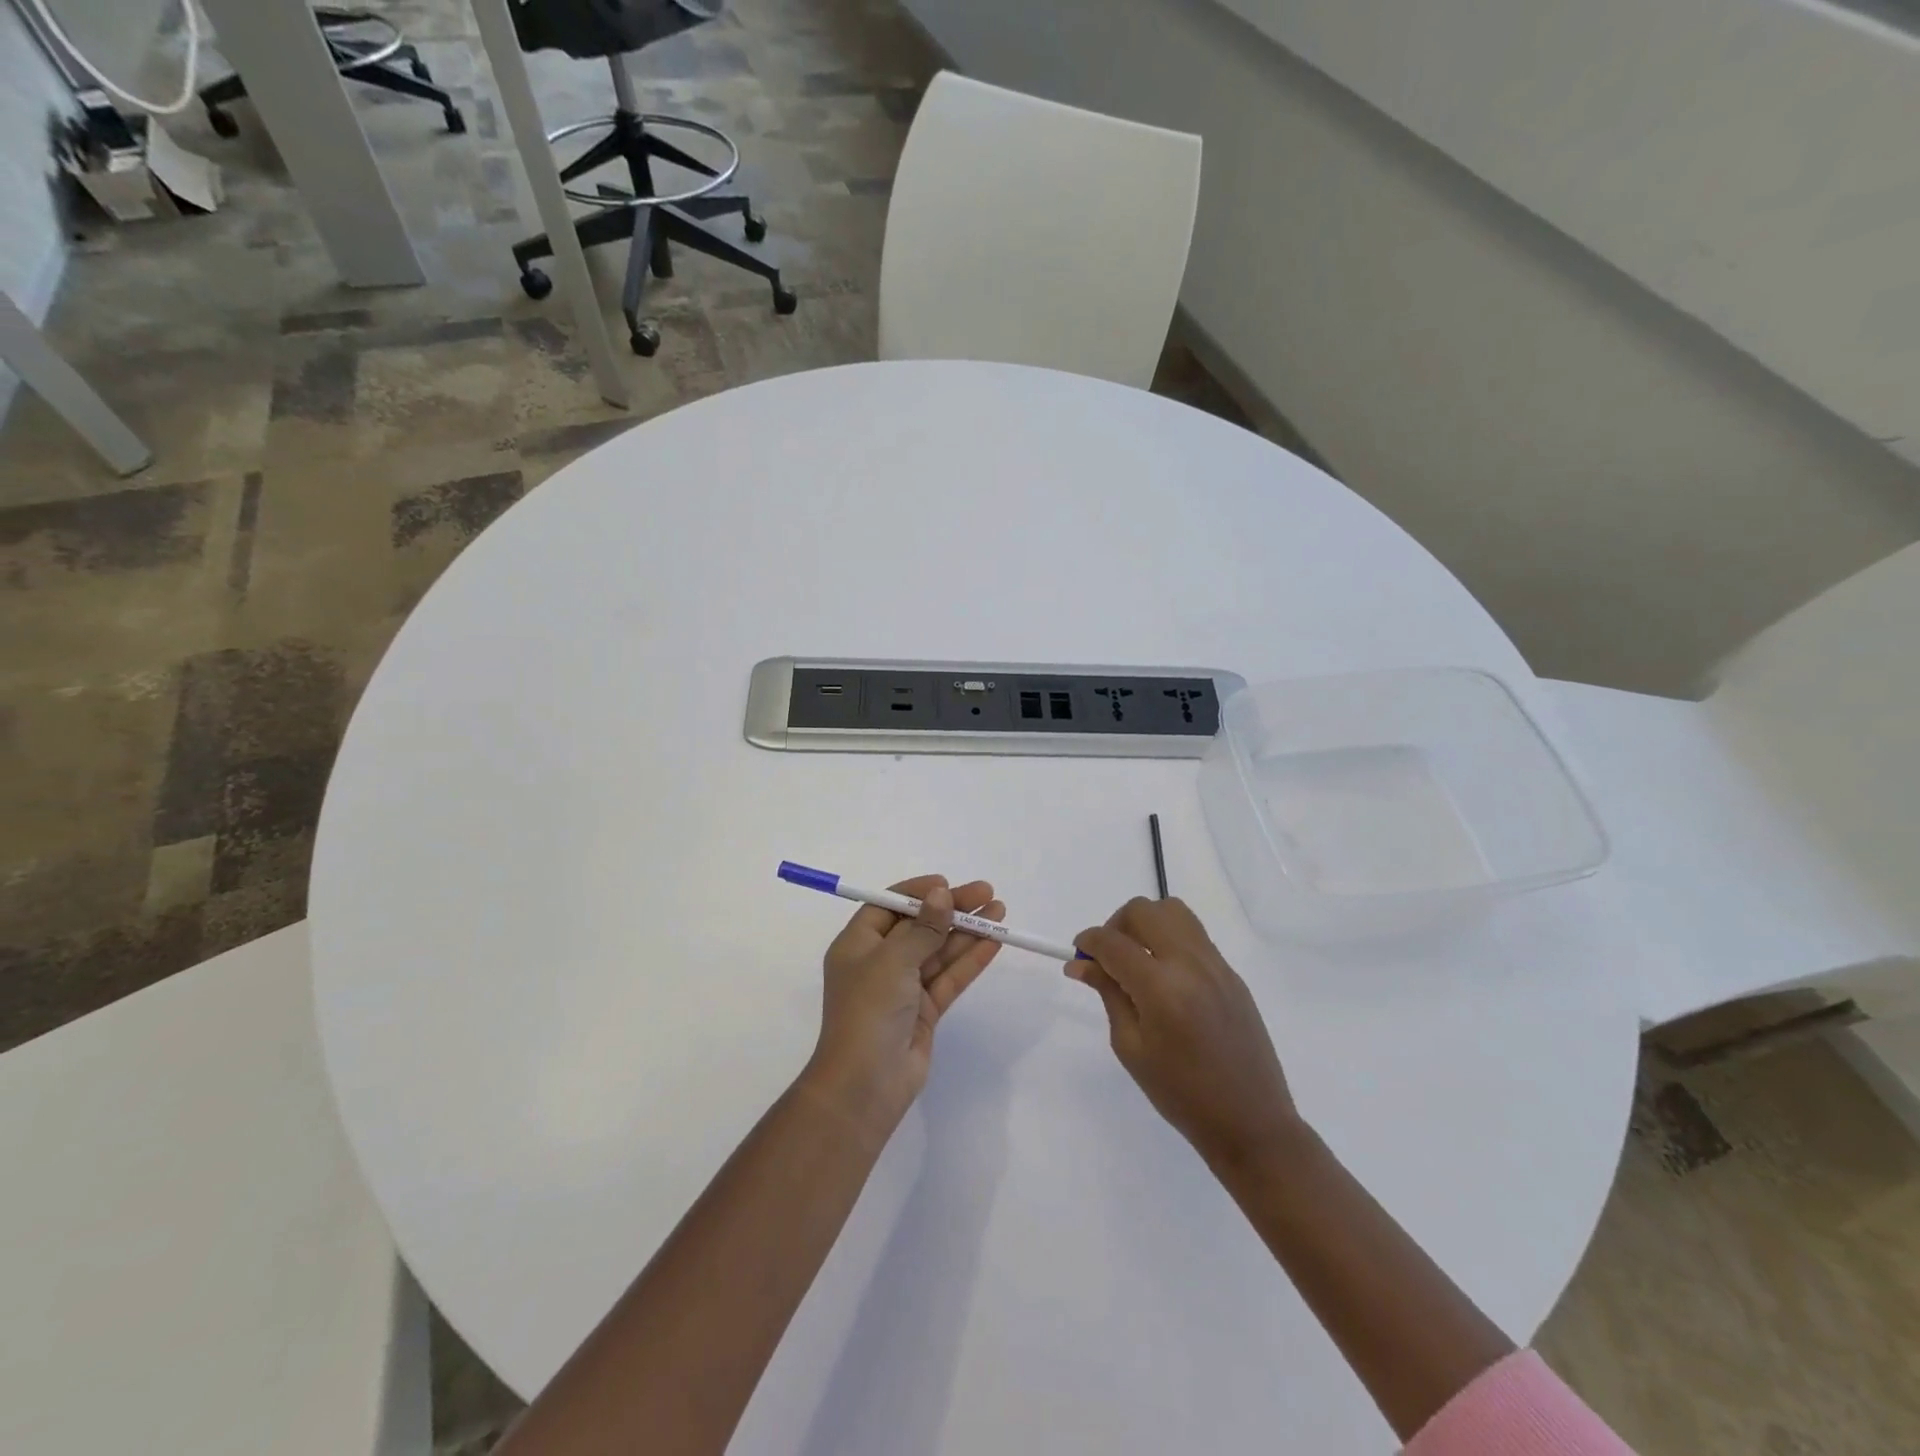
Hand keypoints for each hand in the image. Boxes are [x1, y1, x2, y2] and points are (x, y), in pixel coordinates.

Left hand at [804, 876, 1004, 1130]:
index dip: (918, 893)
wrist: (865, 1084)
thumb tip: (942, 895)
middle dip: (952, 910)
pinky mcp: (924, 1011)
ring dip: (967, 932)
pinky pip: (949, 977)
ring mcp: (903, 988)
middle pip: (919, 926)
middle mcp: (879, 962)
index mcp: (858, 944)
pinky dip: (970, 960)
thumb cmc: (869, 1010)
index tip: (947, 885)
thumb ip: (923, 927)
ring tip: (1000, 912)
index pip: (889, 907)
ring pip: (939, 951)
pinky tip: (994, 942)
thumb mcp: (893, 960)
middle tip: (987, 893)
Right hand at [1070, 897, 1300, 1170]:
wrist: (1251, 1122)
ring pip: (1173, 911)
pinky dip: (1170, 940)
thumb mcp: (1131, 1047)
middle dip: (1116, 925)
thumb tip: (1080, 965)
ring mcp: (1216, 964)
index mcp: (1161, 988)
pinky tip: (1165, 976)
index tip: (1078, 955)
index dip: (1088, 941)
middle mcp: (1190, 964)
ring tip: (1137, 958)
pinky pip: (1194, 935)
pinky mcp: (1232, 973)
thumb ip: (1108, 994)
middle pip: (1144, 911)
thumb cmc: (1181, 1095)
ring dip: (1146, 924)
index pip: (1113, 942)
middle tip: (1108, 957)